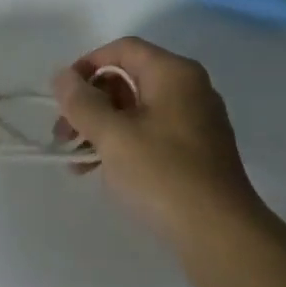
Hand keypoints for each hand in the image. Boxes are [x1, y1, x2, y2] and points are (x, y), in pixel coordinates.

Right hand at [52, 37, 268, 268]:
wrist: (222, 237)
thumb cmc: (164, 175)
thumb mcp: (113, 136)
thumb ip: (82, 102)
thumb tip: (62, 76)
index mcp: (174, 73)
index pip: (123, 49)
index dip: (87, 65)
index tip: (62, 95)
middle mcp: (189, 88)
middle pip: (130, 78)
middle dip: (92, 103)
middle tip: (64, 134)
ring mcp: (197, 121)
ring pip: (139, 110)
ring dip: (104, 128)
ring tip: (77, 161)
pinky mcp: (199, 153)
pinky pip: (154, 134)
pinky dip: (126, 145)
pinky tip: (106, 173)